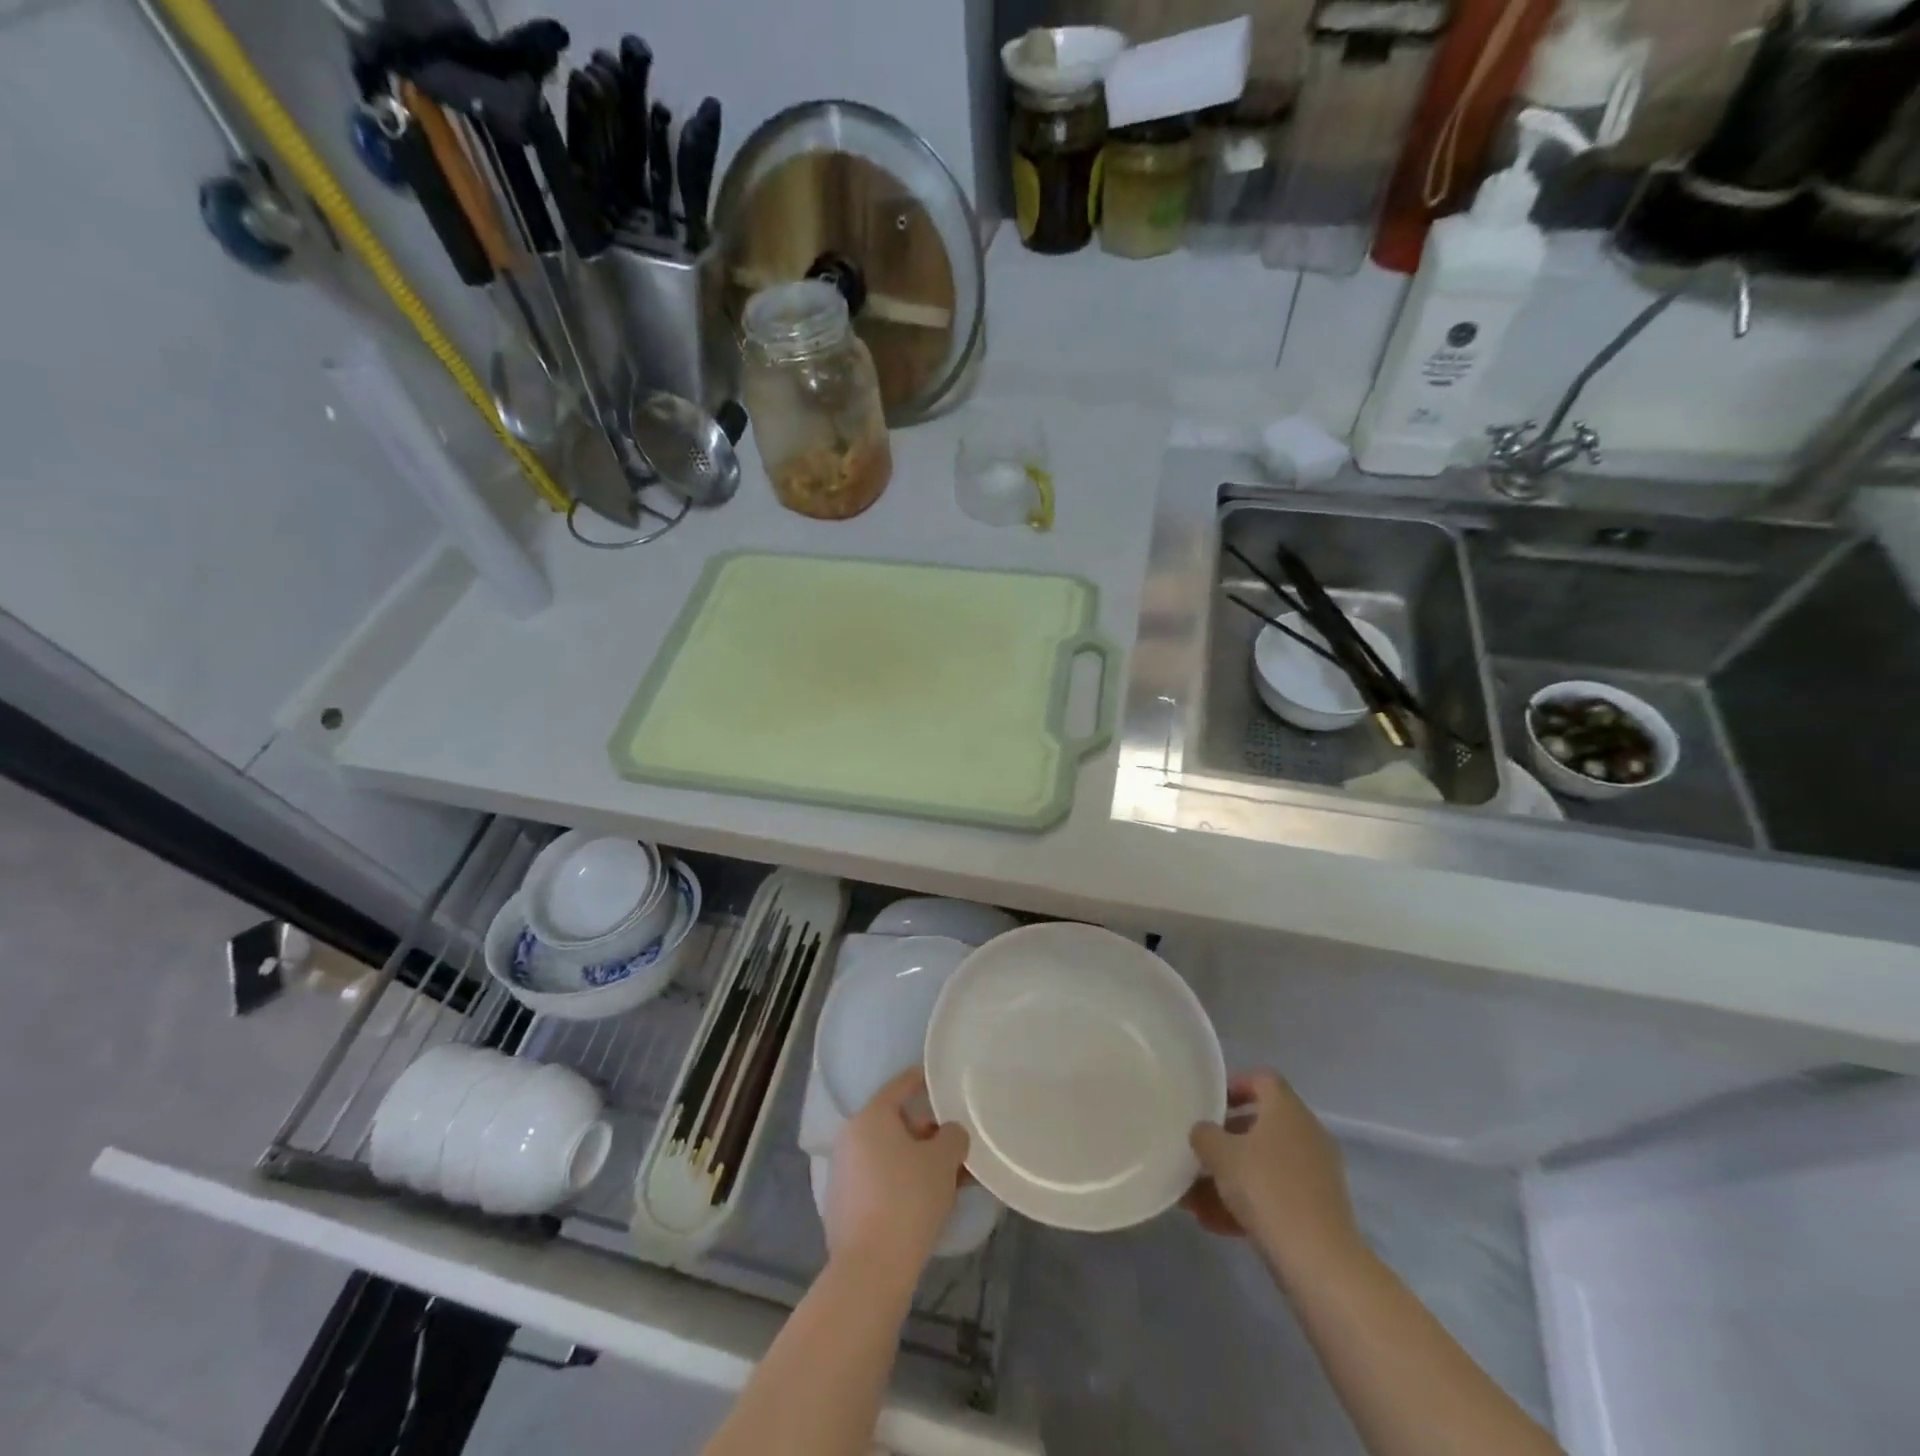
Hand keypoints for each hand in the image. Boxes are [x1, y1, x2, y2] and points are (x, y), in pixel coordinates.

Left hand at [826, 1069, 967, 1289]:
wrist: (871, 1270)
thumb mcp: (943, 1160)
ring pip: (890, 1156)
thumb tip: (949, 1134)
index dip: (923, 1080)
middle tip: (957, 1145)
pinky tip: (931, 1203)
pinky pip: (881, 1183)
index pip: (900, 1085)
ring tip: (953, 1178)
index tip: (942, 1080)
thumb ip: (953, 1136)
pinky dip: (904, 1184)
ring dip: (919, 1162)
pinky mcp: (844, 1208)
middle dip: (928, 1133)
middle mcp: (851, 1139)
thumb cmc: (908, 1200)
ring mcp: (844, 1175)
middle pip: (896, 1123)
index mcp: (871, 1117)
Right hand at [1185, 1071, 1358, 1265]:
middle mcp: (1306, 1134)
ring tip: (1194, 1200)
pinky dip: (1247, 1204)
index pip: (1262, 1080)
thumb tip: (1203, 1131)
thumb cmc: (1266, 1188)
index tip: (1210, 1104)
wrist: (1319, 1260)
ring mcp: (1316, 1174)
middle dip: (1225, 1141)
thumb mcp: (1220, 1154)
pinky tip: (1214, 1224)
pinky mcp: (1318, 1210)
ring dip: (1230, 1178)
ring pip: (1264, 1165)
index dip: (1235, 1086)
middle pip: (1261, 1126)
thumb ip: (1204, 1135)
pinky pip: (1275, 1195)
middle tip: (1198, 1153)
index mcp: (1287, 1110)